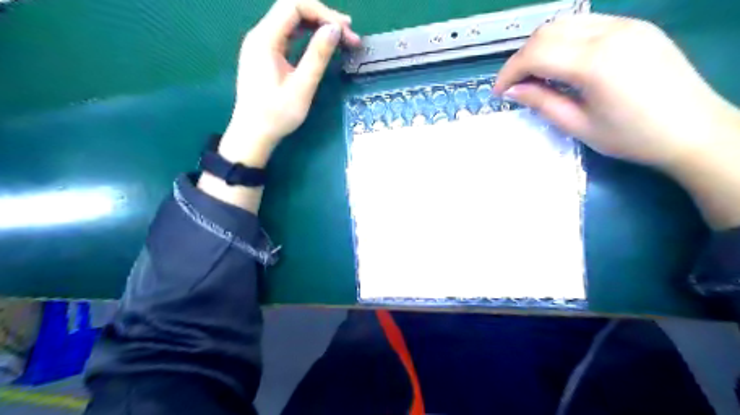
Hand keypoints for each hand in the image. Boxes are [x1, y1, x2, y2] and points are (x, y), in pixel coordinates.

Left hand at [196, 0, 357, 212]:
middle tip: (349, 34)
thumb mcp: (301, 86)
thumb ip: (317, 55)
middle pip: (292, 10)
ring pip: (291, 22)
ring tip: (341, 37)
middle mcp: (260, 35)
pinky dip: (306, 36)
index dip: (323, 13)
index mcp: (265, 39)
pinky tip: (321, 43)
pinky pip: (287, 36)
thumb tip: (335, 28)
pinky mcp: (265, 55)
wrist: (253, 135)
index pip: (294, 6)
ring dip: (316, 25)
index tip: (345, 31)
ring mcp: (261, 45)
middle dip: (322, 17)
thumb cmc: (276, 115)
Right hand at [490, 13, 739, 170]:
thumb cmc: (631, 137)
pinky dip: (564, 42)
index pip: (536, 53)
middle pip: (547, 31)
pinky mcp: (636, 27)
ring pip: (565, 23)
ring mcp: (626, 25)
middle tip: (515, 85)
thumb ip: (541, 102)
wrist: (694, 130)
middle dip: (522, 57)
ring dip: (541, 47)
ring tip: (536, 76)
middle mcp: (610, 32)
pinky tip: (563, 65)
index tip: (499, 93)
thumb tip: (511, 91)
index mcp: (595, 62)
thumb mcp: (578, 125)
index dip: (509, 72)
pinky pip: (587, 25)